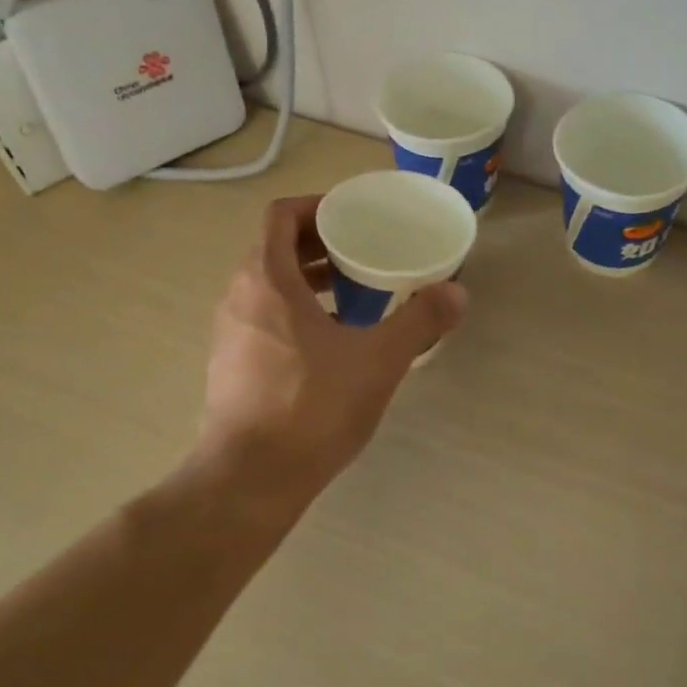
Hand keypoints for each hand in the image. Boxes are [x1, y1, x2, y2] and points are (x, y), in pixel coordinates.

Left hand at [196, 195, 466, 505]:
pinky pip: (262, 316)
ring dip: (306, 279)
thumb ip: (419, 321)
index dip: (317, 207)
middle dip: (318, 244)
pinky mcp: (229, 364)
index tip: (353, 218)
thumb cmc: (311, 406)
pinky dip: (293, 311)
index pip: (280, 215)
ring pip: (267, 285)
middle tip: (362, 252)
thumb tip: (457, 293)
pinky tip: (330, 342)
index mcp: (266, 279)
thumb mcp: (377, 360)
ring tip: (352, 292)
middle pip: (274, 248)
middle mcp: (238, 296)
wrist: (250, 479)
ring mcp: (228, 332)